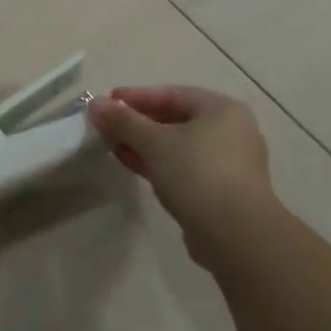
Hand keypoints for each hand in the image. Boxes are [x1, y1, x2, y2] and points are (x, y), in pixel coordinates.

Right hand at [86, 86, 273, 267]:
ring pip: (178, 146)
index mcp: (222, 110)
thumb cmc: (196, 173)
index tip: (107, 101)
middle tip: (107, 126)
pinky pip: (184, 168)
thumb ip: (123, 120)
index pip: (172, 94)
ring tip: (114, 146)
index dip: (136, 97)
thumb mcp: (153, 141)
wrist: (236, 235)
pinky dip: (158, 164)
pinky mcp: (221, 191)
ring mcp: (228, 164)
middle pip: (175, 120)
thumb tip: (95, 104)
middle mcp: (231, 132)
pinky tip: (133, 166)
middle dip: (138, 123)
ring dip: (144, 145)